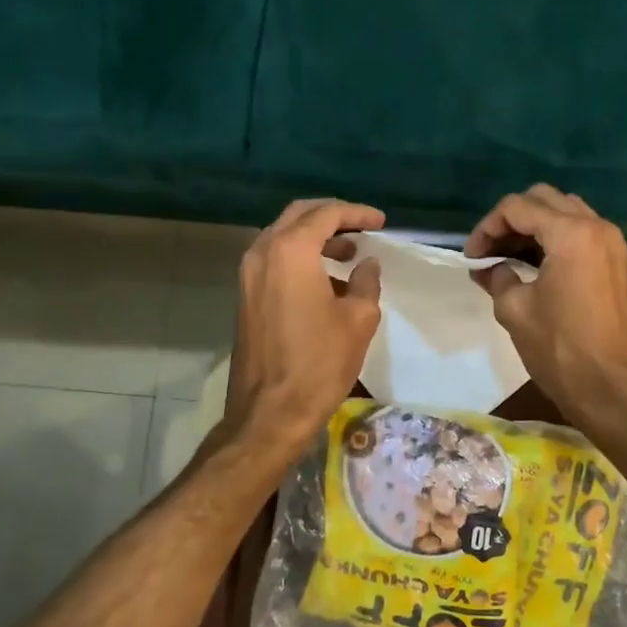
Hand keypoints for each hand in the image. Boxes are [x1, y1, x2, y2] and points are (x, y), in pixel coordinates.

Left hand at [225, 198, 385, 449]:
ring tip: (349, 255)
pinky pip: (274, 260)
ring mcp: (248, 275)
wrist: (269, 412)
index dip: (357, 213)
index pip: (326, 214)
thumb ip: (366, 282)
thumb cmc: (319, 363)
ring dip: (316, 239)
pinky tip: (327, 281)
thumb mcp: (358, 320)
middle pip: (299, 216)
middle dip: (332, 217)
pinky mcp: (245, 297)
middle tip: (362, 228)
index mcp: (290, 251)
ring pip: (283, 237)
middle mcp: (263, 253)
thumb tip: (367, 264)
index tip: (381, 222)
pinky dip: (300, 258)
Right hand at [465, 185, 626, 424]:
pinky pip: (582, 232)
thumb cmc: (558, 348)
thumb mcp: (514, 310)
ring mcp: (613, 244)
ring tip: (509, 254)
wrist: (610, 388)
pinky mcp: (619, 262)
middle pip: (544, 199)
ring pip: (566, 212)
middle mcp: (597, 227)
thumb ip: (498, 277)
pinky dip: (556, 237)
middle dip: (511, 219)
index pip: (517, 208)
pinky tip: (536, 263)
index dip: (487, 227)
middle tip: (489, 249)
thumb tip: (489, 269)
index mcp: (571, 234)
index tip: (471, 256)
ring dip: (535, 225)